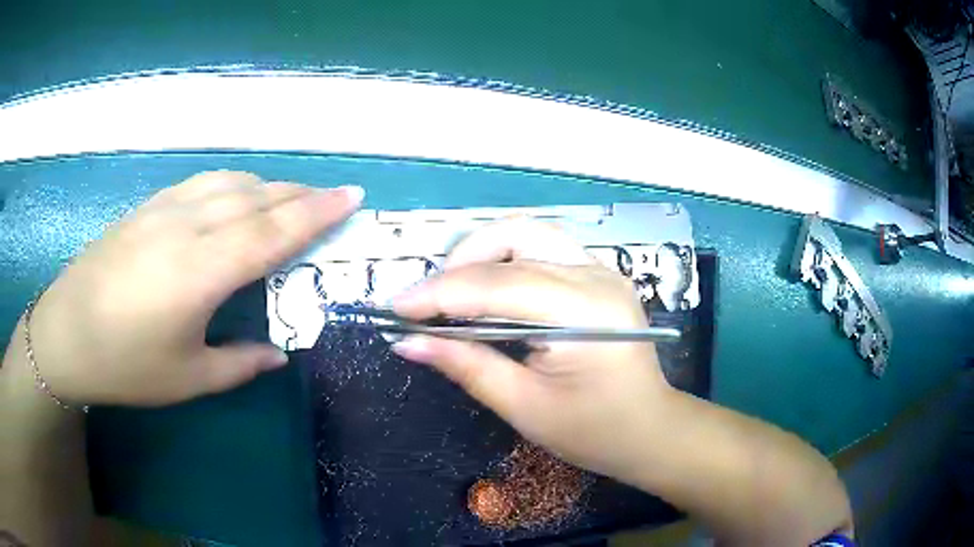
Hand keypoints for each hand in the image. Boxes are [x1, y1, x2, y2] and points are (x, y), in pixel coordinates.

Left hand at [28, 171, 362, 405]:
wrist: (65, 333)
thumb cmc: (125, 364)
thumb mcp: (187, 379)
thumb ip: (239, 364)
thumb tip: (279, 355)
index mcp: (202, 271)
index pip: (273, 230)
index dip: (316, 212)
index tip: (351, 196)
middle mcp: (188, 227)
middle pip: (256, 197)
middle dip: (300, 194)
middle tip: (332, 197)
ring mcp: (165, 210)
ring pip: (230, 182)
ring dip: (268, 185)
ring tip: (290, 197)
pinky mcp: (148, 207)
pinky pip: (202, 183)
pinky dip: (232, 182)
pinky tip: (237, 193)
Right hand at [391, 219, 673, 481]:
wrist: (649, 428)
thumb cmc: (593, 431)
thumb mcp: (524, 407)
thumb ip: (467, 366)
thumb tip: (407, 343)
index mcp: (586, 314)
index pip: (499, 286)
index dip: (440, 293)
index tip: (396, 308)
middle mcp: (597, 276)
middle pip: (515, 240)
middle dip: (459, 265)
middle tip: (428, 303)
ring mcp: (601, 269)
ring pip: (527, 234)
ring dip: (481, 254)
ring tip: (452, 294)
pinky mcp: (598, 274)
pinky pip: (541, 249)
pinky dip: (504, 261)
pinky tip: (487, 292)